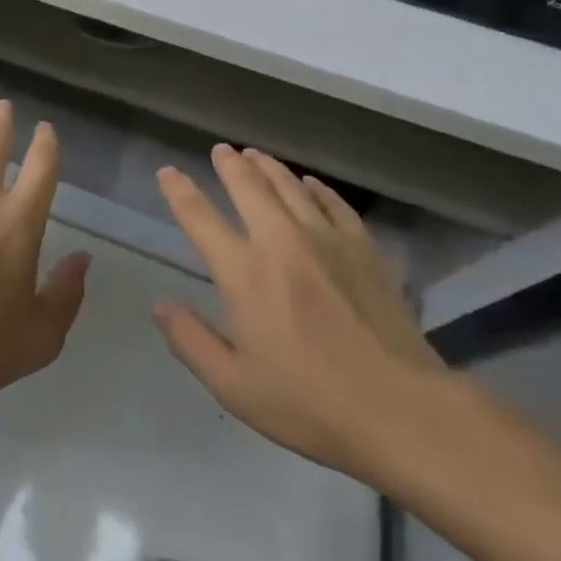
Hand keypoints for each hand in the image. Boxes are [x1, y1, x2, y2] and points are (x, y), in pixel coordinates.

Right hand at [153, 145, 454, 484]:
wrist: (400, 410)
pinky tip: (309, 183)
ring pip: (289, 186)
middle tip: (221, 150)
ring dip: (268, 166)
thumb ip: (191, 341)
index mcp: (242, 272)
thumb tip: (160, 305)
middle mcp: (279, 241)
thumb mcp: (234, 386)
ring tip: (255, 155)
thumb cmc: (309, 403)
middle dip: (229, 164)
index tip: (167, 172)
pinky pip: (332, 203)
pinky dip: (315, 188)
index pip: (199, 217)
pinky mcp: (362, 248)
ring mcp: (325, 239)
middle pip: (248, 186)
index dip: (178, 190)